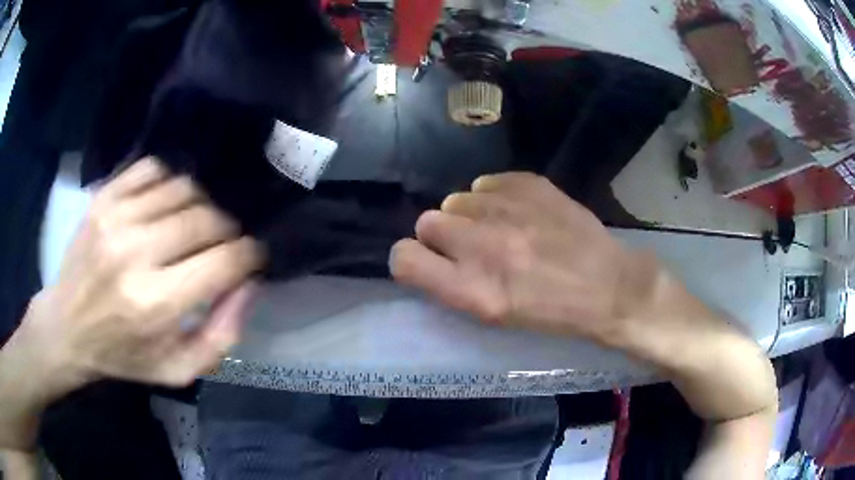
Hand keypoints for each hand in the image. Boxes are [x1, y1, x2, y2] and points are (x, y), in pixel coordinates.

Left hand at [22, 157, 262, 388]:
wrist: (66, 327)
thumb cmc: (123, 355)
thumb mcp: (179, 369)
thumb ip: (223, 335)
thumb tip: (249, 283)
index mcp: (155, 304)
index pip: (224, 261)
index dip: (249, 255)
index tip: (252, 258)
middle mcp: (135, 252)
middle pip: (206, 218)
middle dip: (227, 230)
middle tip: (222, 245)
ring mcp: (116, 216)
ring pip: (184, 188)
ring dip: (200, 206)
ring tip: (193, 227)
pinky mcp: (103, 196)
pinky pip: (153, 168)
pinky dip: (170, 183)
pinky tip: (166, 206)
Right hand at [390, 172, 657, 345]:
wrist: (608, 286)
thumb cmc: (552, 313)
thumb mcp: (496, 316)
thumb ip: (454, 284)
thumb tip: (429, 254)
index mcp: (473, 290)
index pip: (404, 259)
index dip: (410, 258)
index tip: (426, 260)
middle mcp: (483, 245)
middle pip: (427, 221)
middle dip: (442, 234)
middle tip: (472, 245)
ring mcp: (507, 210)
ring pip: (457, 199)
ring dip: (471, 214)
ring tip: (503, 229)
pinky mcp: (528, 184)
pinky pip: (486, 183)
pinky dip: (496, 197)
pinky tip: (521, 213)